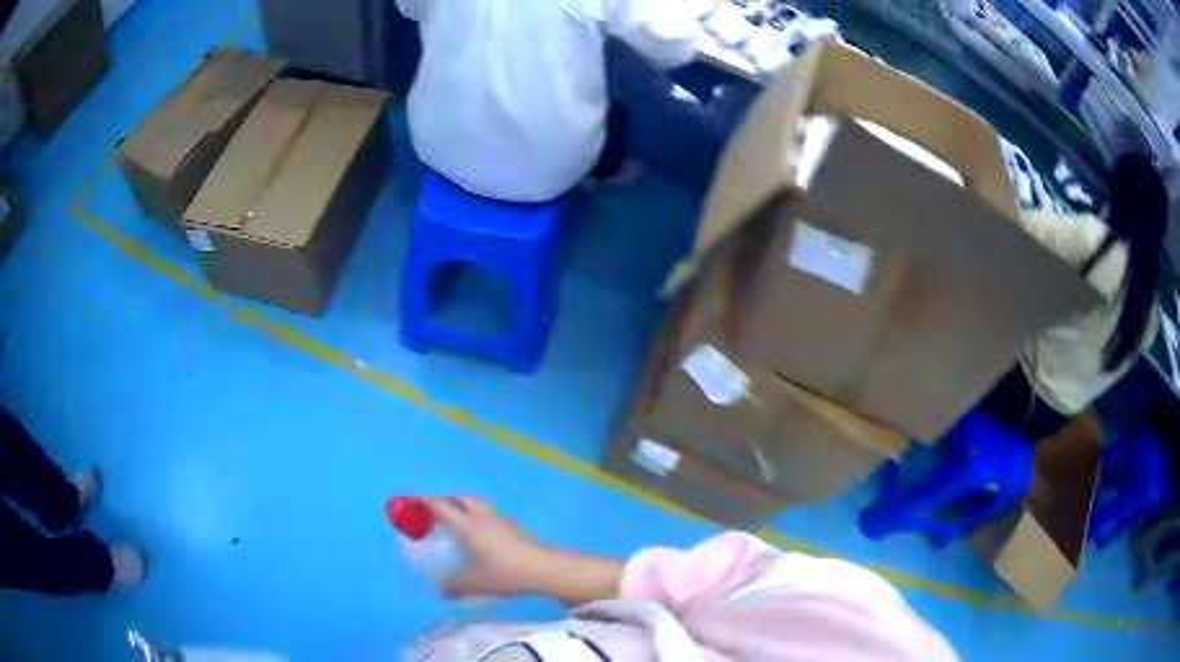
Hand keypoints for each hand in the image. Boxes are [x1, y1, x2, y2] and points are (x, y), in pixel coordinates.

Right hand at [424, 497, 624, 604]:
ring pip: (479, 505)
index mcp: (469, 526)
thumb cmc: (506, 573)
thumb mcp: (477, 583)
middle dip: (447, 499)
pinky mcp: (515, 529)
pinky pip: (491, 517)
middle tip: (436, 509)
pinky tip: (482, 536)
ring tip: (458, 521)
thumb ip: (456, 587)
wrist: (545, 569)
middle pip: (462, 498)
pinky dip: (481, 518)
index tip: (412, 499)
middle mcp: (484, 517)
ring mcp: (502, 521)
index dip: (425, 501)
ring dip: (466, 507)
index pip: (442, 507)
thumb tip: (440, 591)